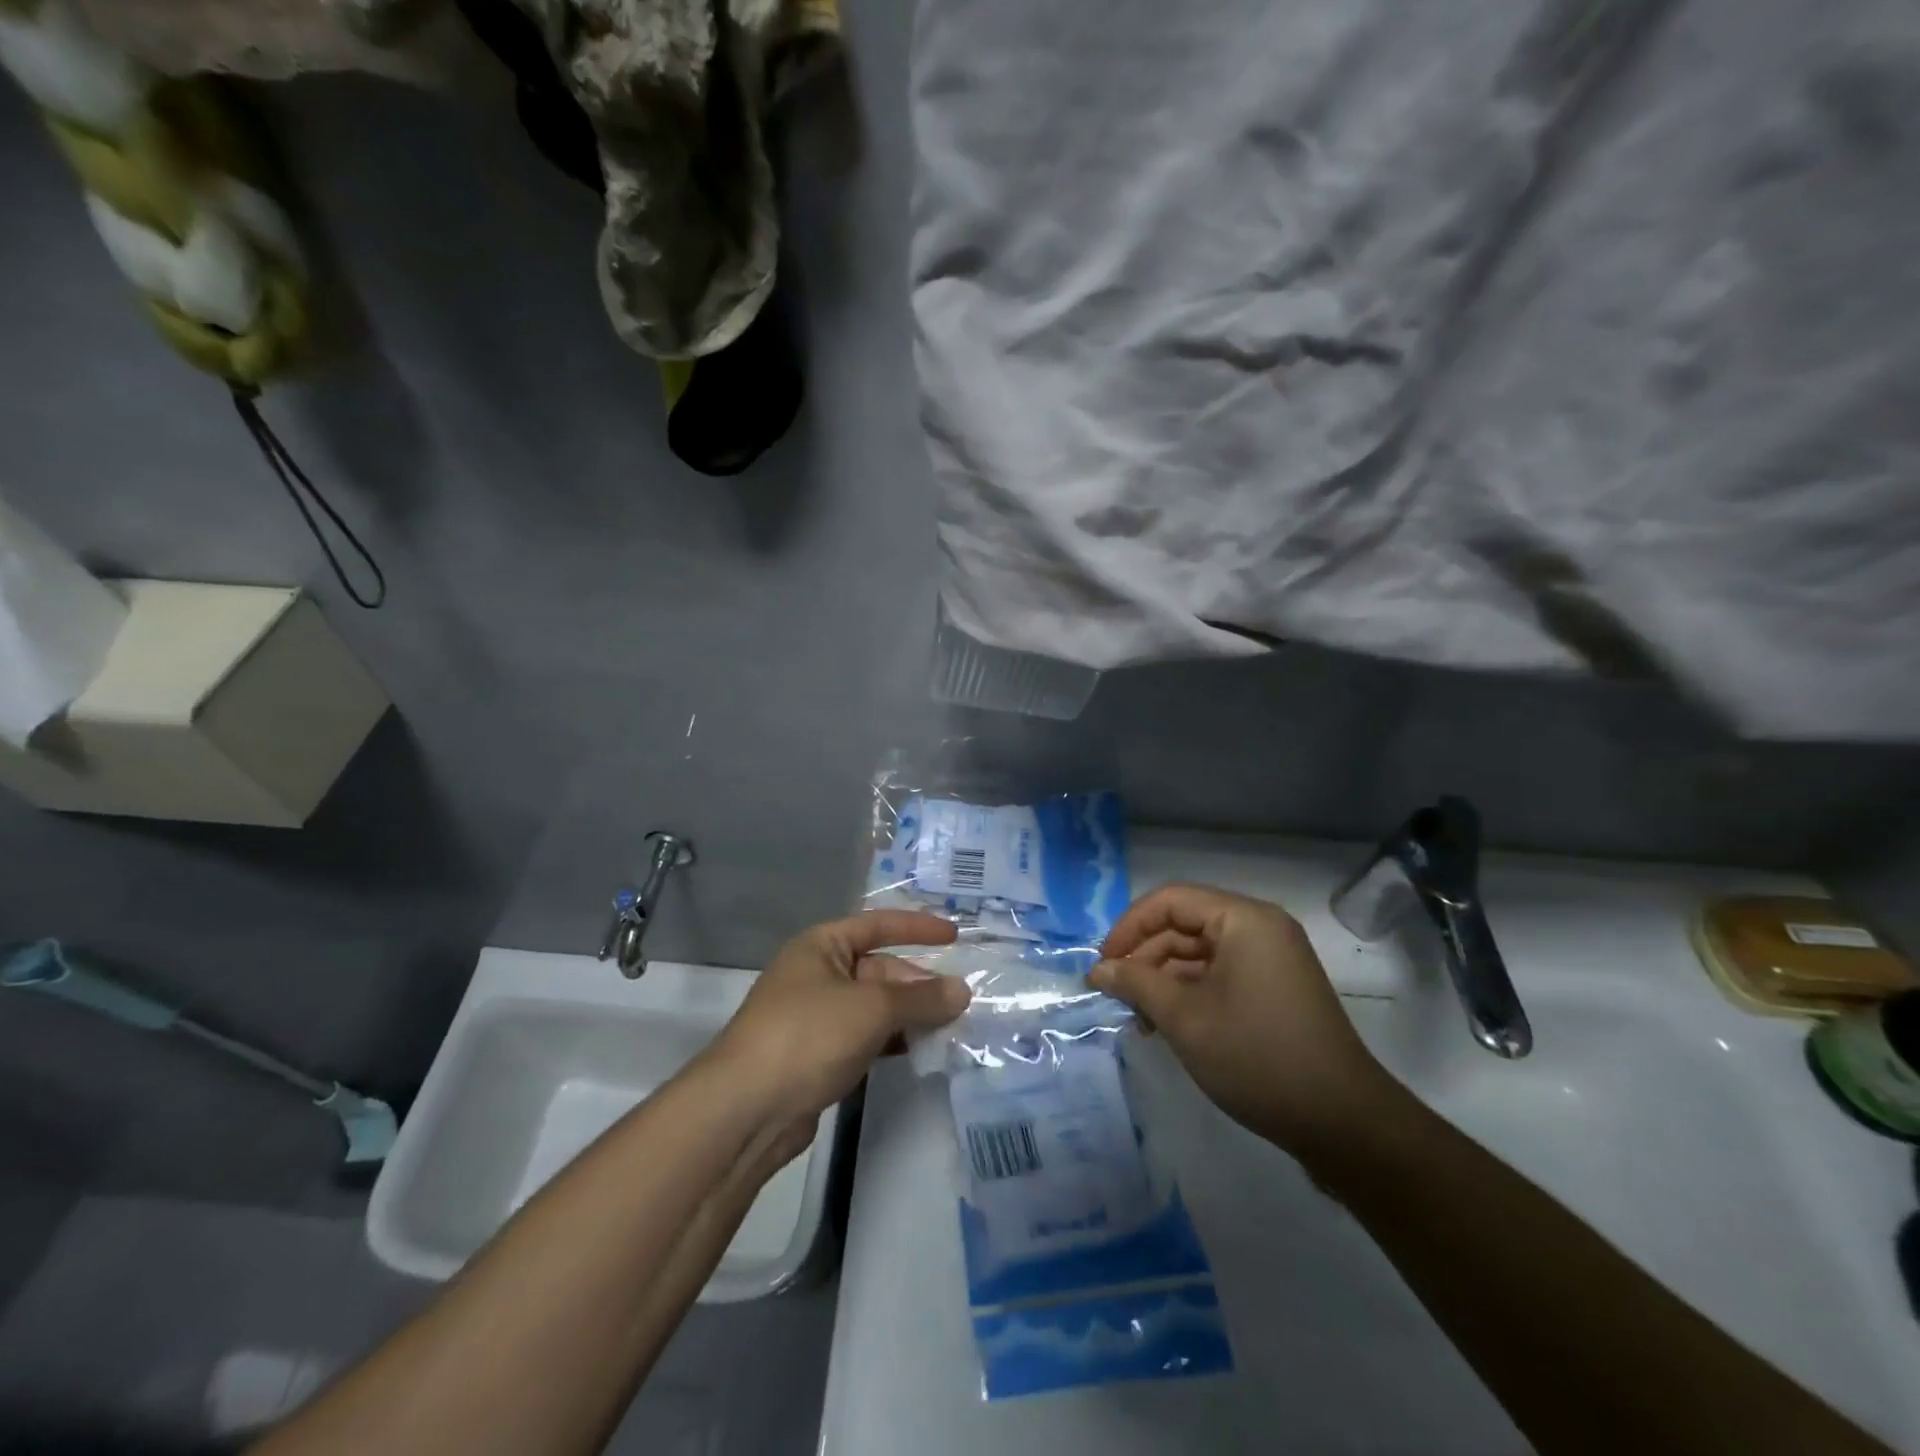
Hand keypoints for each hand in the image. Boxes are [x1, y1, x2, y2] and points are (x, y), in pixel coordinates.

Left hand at [711, 911, 970, 1124]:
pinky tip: (917, 1052)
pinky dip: (891, 1040)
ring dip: (909, 1015)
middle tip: (960, 1000)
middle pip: (878, 969)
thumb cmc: (808, 1035)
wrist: (746, 1110)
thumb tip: (962, 990)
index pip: (877, 925)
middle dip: (918, 982)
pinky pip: (864, 1037)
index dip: (917, 928)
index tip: (955, 937)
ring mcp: (815, 1017)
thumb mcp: (872, 1007)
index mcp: (821, 946)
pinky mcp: (816, 1056)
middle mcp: (817, 974)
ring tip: (949, 1027)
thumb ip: (920, 998)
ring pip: (873, 1006)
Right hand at [1089, 884, 1396, 1158]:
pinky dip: (1189, 994)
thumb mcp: (1184, 1018)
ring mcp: (1270, 960)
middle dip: (1145, 957)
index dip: (1129, 927)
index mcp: (1244, 919)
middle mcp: (1259, 929)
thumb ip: (1136, 983)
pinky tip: (1166, 1026)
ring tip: (1138, 1019)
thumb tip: (1097, 970)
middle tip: (1115, 995)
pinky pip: (1219, 976)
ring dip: (1163, 980)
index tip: (1103, 964)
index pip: (1170, 900)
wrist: (1342, 1123)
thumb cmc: (1257, 1057)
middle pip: (1184, 925)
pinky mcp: (1274, 990)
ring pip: (1199, 954)